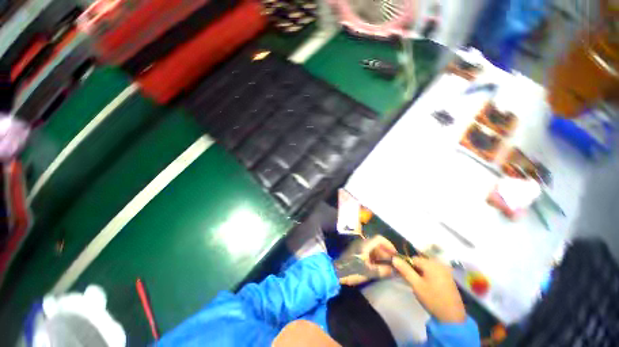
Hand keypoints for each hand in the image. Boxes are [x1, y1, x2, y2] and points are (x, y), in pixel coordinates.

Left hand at [334, 235, 396, 285]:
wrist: (337, 272)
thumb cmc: (353, 270)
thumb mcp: (369, 271)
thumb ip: (382, 270)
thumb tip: (393, 270)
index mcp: (365, 245)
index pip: (379, 239)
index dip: (389, 245)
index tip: (395, 254)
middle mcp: (362, 243)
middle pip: (377, 244)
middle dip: (386, 252)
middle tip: (393, 262)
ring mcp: (358, 247)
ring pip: (373, 248)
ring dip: (380, 255)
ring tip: (388, 266)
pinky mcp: (356, 252)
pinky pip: (368, 252)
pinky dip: (375, 257)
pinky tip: (378, 266)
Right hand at [392, 256, 465, 322]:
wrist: (453, 317)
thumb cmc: (433, 299)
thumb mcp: (416, 285)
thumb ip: (405, 270)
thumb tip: (394, 258)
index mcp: (431, 263)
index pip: (412, 258)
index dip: (407, 266)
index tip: (406, 277)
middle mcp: (439, 263)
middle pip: (420, 262)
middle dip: (415, 270)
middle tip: (414, 283)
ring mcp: (445, 270)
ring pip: (427, 267)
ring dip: (421, 273)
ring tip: (421, 286)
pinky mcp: (449, 277)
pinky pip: (434, 271)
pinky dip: (429, 276)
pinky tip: (429, 287)